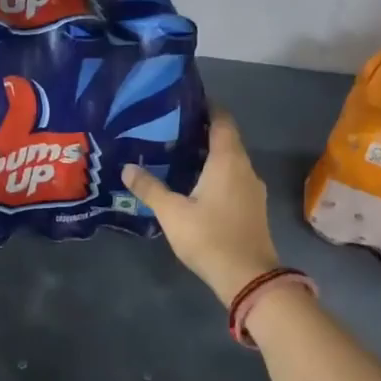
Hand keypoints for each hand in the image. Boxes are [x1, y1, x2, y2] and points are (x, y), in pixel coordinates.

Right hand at [123, 113, 280, 306]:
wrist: (248, 277)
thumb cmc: (210, 237)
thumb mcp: (172, 213)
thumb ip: (150, 188)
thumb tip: (127, 168)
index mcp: (228, 160)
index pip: (222, 121)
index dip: (207, 108)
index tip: (185, 103)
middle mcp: (245, 168)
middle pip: (226, 140)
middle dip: (201, 133)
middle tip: (170, 131)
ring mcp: (252, 189)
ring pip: (230, 162)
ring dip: (208, 156)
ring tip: (178, 157)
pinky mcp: (253, 208)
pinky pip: (233, 180)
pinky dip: (215, 175)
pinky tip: (195, 186)